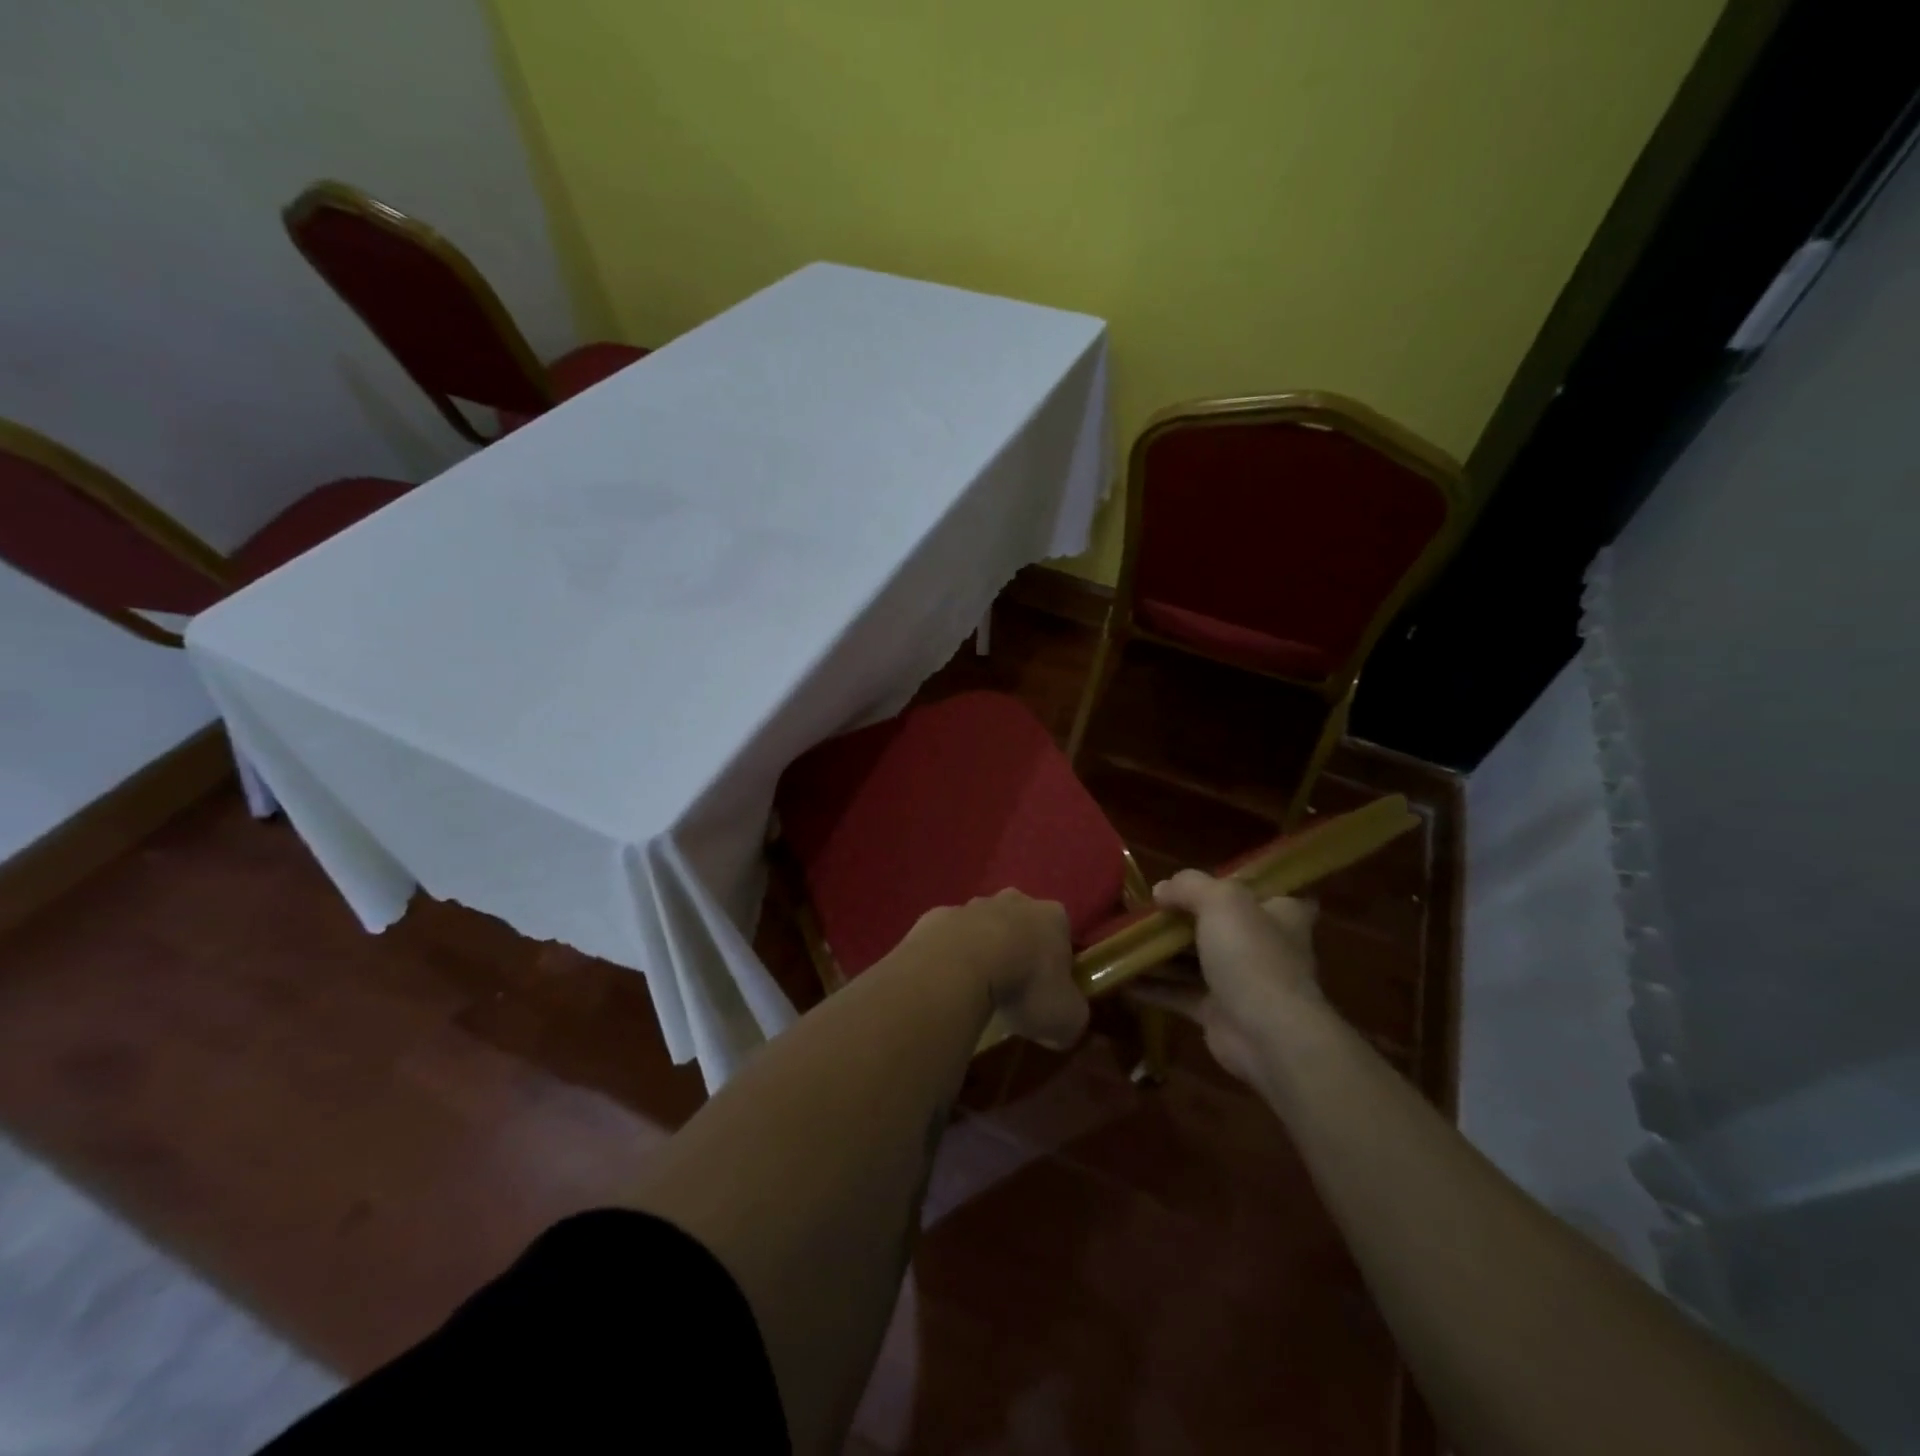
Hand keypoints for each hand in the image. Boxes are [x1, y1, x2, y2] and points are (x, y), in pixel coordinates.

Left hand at [907, 890, 1085, 1048]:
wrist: (958, 966)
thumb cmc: (1024, 986)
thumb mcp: (1067, 1018)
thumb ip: (1073, 1019)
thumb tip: (1064, 1026)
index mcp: (1052, 917)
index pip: (1062, 935)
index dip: (1058, 964)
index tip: (1049, 992)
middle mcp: (1014, 901)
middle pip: (1021, 924)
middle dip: (1018, 950)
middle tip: (1013, 989)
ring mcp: (972, 905)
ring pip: (982, 927)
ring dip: (982, 950)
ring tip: (976, 990)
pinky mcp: (937, 916)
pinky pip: (948, 938)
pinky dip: (949, 956)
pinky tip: (947, 983)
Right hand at [1137, 871, 1320, 1085]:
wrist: (1267, 1035)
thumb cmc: (1251, 955)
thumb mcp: (1221, 900)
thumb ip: (1189, 886)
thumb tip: (1161, 890)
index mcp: (1278, 913)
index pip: (1261, 891)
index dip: (1231, 883)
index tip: (1197, 880)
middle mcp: (1262, 945)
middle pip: (1217, 923)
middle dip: (1181, 917)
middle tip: (1143, 908)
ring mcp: (1239, 981)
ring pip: (1193, 959)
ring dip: (1160, 951)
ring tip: (1122, 938)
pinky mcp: (1216, 1011)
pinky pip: (1178, 992)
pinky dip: (1152, 985)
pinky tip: (1121, 976)